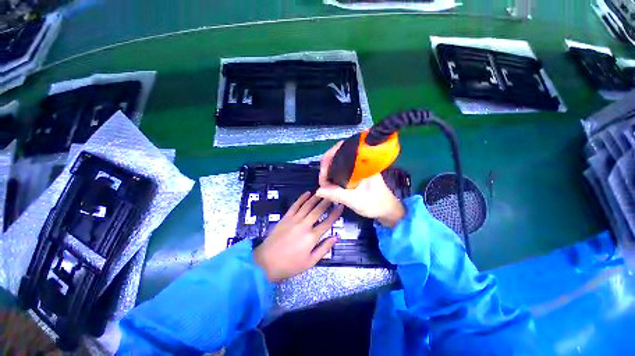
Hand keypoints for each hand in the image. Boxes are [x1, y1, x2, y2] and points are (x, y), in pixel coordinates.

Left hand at [253, 192, 343, 281]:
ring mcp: (294, 220)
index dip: (335, 214)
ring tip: (323, 192)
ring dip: (316, 198)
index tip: (341, 206)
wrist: (266, 262)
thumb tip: (336, 237)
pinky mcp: (286, 217)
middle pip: (318, 211)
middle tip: (333, 195)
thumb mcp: (310, 262)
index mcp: (312, 237)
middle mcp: (304, 225)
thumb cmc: (290, 265)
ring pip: (307, 205)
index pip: (327, 223)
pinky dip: (301, 198)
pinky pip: (295, 205)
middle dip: (327, 202)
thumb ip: (324, 249)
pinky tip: (307, 193)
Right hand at [317, 141, 404, 227]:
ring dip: (329, 171)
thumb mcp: (354, 200)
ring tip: (325, 183)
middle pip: (337, 155)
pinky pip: (341, 169)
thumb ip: (336, 194)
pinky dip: (334, 174)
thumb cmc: (375, 204)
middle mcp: (359, 161)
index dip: (327, 161)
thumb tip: (318, 190)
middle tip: (322, 181)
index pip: (340, 151)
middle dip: (326, 166)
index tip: (323, 177)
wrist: (388, 210)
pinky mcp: (357, 172)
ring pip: (338, 162)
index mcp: (361, 162)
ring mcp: (358, 166)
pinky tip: (331, 183)